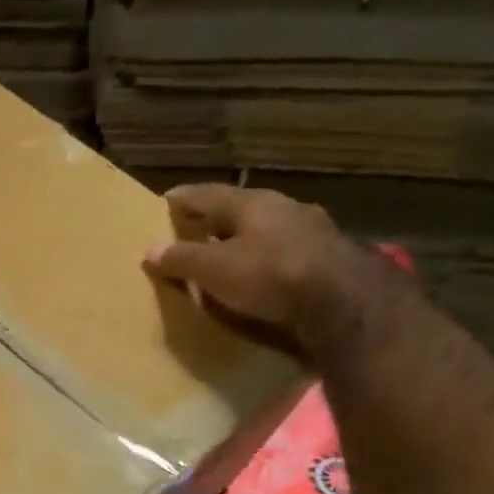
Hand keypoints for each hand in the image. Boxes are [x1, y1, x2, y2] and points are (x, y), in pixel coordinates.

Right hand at [142, 184, 385, 358]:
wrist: (342, 300)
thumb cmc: (269, 274)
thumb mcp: (214, 269)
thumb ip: (182, 259)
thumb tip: (150, 249)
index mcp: (252, 203)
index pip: (208, 193)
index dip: (184, 198)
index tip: (165, 201)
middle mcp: (284, 207)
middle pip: (241, 209)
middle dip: (217, 219)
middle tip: (195, 229)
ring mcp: (311, 230)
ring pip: (268, 228)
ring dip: (247, 239)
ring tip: (228, 253)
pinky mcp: (328, 257)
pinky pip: (286, 251)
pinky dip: (268, 259)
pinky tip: (263, 273)